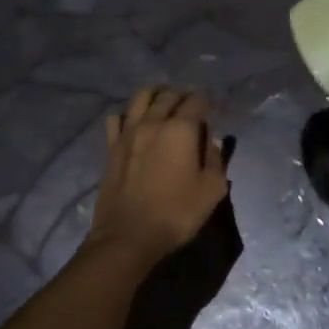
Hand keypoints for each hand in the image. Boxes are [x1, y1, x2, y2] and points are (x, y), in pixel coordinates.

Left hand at [89, 87, 228, 266]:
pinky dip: (128, 113)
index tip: (213, 106)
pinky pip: (117, 118)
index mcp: (181, 129)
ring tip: (163, 98)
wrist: (129, 235)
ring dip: (155, 93)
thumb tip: (211, 142)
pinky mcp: (111, 147)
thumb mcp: (212, 190)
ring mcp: (128, 133)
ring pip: (140, 98)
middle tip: (191, 100)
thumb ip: (216, 160)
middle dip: (183, 94)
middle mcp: (153, 122)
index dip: (207, 100)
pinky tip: (134, 120)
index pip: (197, 101)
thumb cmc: (176, 213)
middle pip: (168, 95)